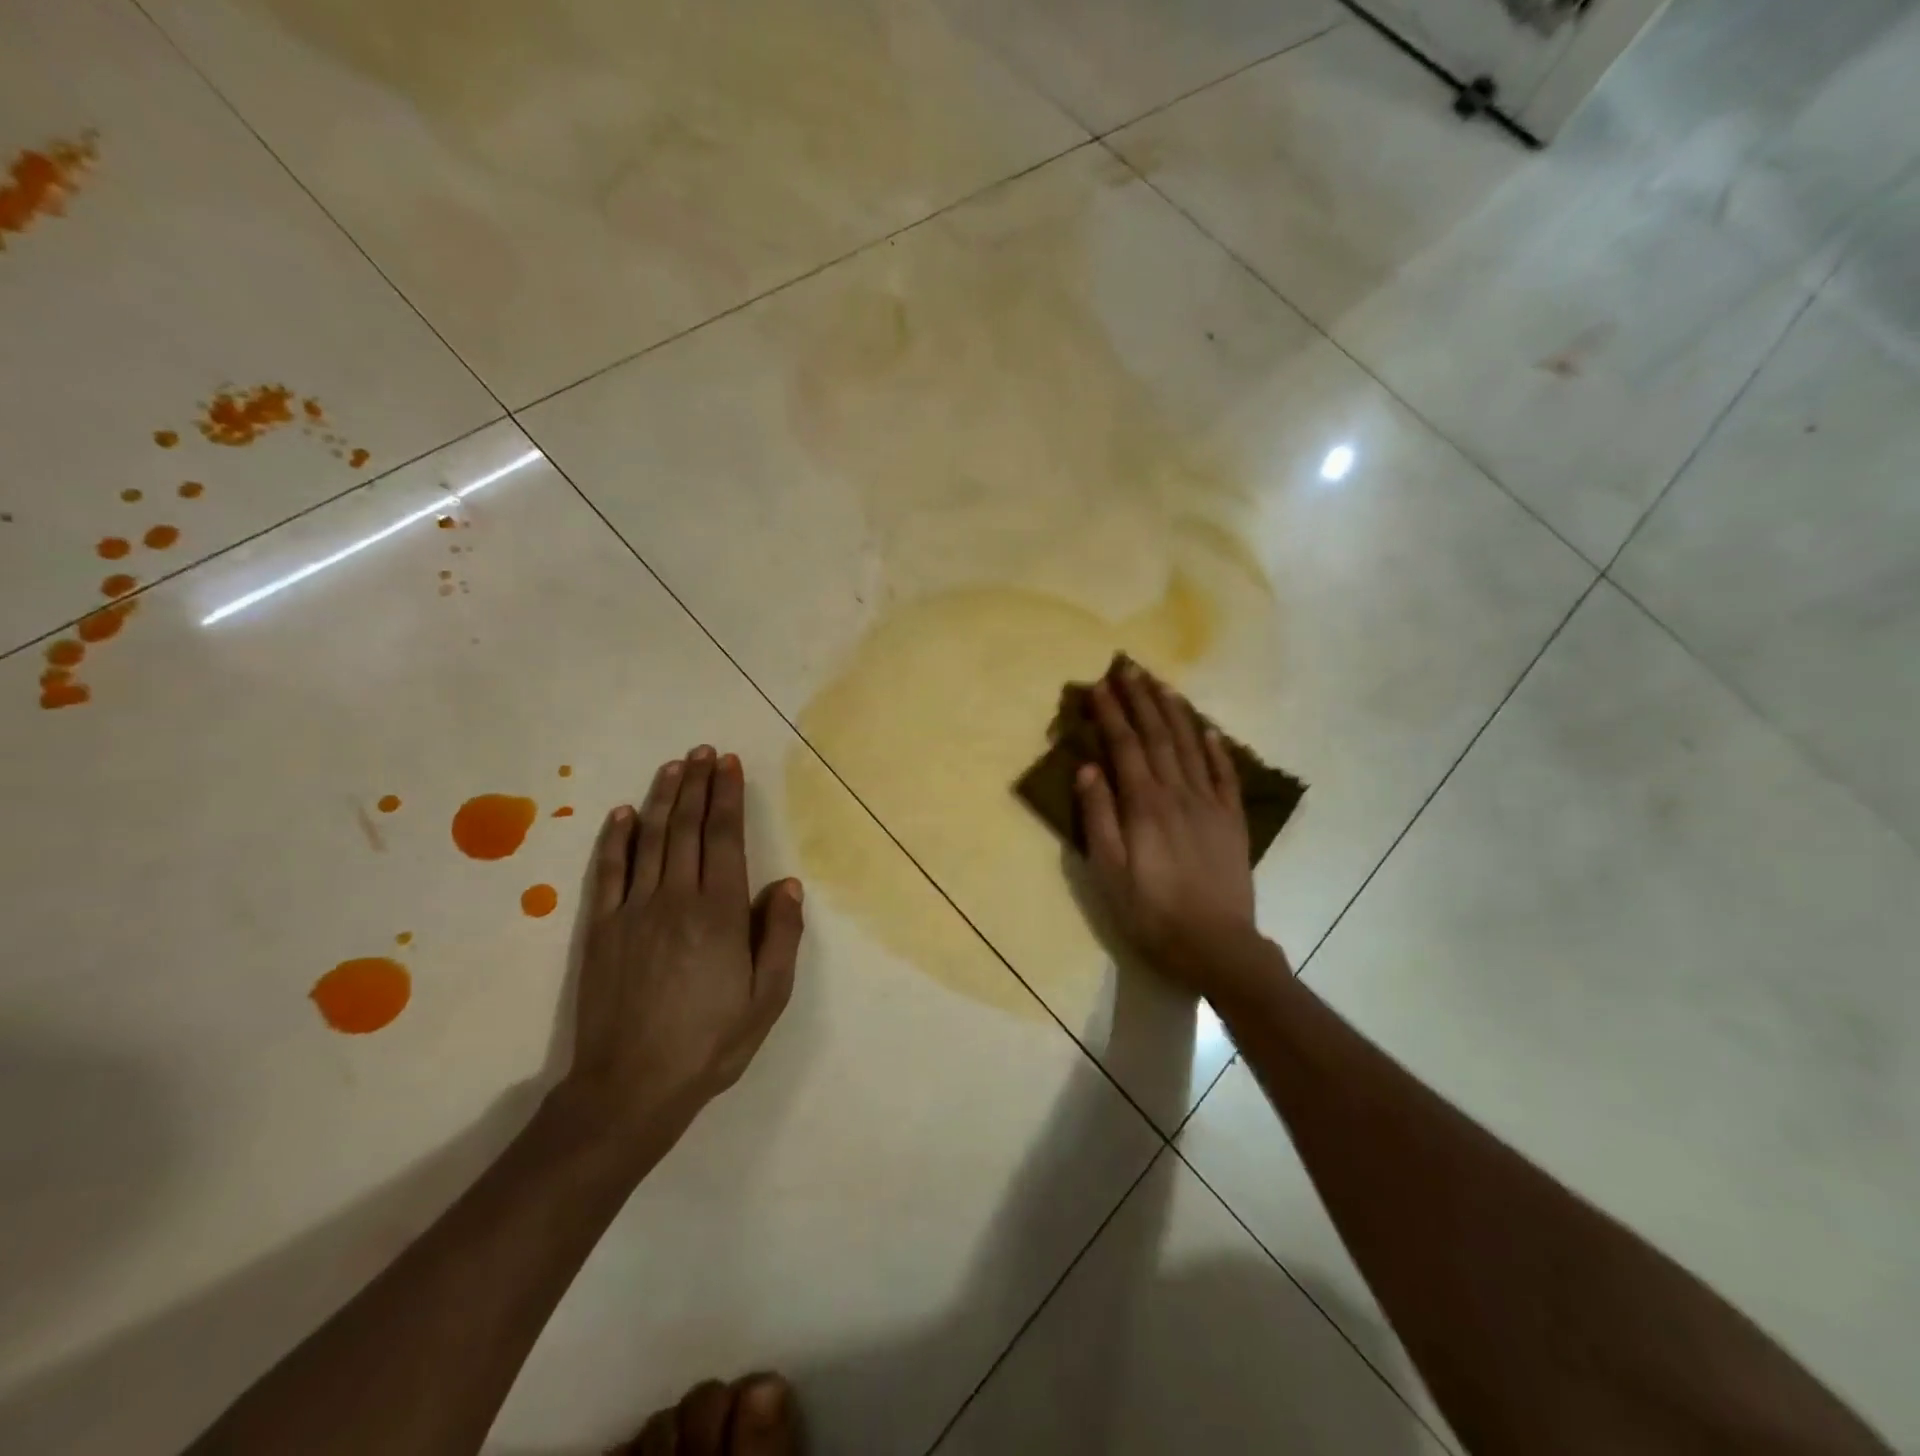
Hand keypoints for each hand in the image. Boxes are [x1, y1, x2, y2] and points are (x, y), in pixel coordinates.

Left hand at [561, 747, 803, 1145]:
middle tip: (704, 752)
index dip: (727, 797)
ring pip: (650, 839)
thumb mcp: (768, 998)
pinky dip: (616, 838)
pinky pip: (609, 871)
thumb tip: (786, 884)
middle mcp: (675, 899)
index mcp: (719, 913)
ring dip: (662, 798)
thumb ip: (779, 936)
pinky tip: (624, 814)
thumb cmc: (710, 1042)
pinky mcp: (601, 928)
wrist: (630, 1087)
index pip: (723, 838)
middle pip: (686, 828)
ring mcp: (633, 910)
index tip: (730, 764)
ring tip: (674, 766)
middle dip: (697, 785)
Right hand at [1075, 663, 1265, 998]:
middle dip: (1141, 699)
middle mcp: (1178, 793)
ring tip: (1162, 684)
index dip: (1111, 713)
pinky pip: (1225, 774)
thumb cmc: (1152, 913)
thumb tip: (1088, 769)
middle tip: (1128, 667)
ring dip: (1175, 712)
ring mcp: (1210, 804)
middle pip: (1158, 736)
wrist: (1217, 945)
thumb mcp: (1110, 872)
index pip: (1124, 746)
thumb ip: (1099, 818)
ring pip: (1191, 746)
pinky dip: (1216, 748)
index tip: (1098, 685)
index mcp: (1145, 804)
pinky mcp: (1232, 820)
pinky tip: (1208, 729)